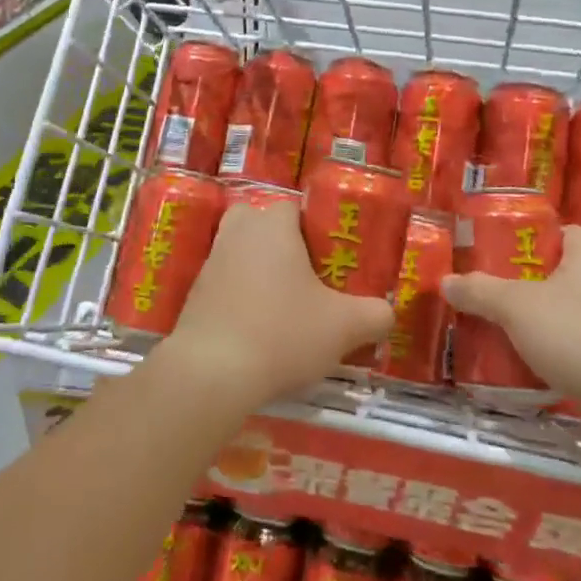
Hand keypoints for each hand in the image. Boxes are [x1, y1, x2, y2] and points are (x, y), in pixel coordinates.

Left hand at [162, 199, 393, 406]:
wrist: (211, 373)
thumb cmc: (282, 333)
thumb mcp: (344, 327)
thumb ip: (375, 315)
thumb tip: (386, 313)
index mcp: (273, 225)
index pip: (294, 207)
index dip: (314, 229)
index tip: (330, 258)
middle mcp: (238, 233)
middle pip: (261, 224)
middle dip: (281, 244)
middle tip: (306, 278)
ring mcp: (210, 263)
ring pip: (241, 253)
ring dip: (259, 272)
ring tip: (284, 307)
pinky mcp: (194, 295)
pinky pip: (225, 284)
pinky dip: (240, 299)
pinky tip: (257, 330)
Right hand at [442, 226, 580, 404]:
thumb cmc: (577, 334)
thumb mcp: (515, 307)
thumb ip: (479, 291)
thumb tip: (445, 281)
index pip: (560, 232)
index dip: (529, 240)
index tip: (499, 255)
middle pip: (562, 272)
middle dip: (529, 284)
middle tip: (493, 293)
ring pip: (572, 310)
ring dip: (544, 320)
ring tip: (507, 329)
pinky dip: (561, 349)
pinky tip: (535, 363)